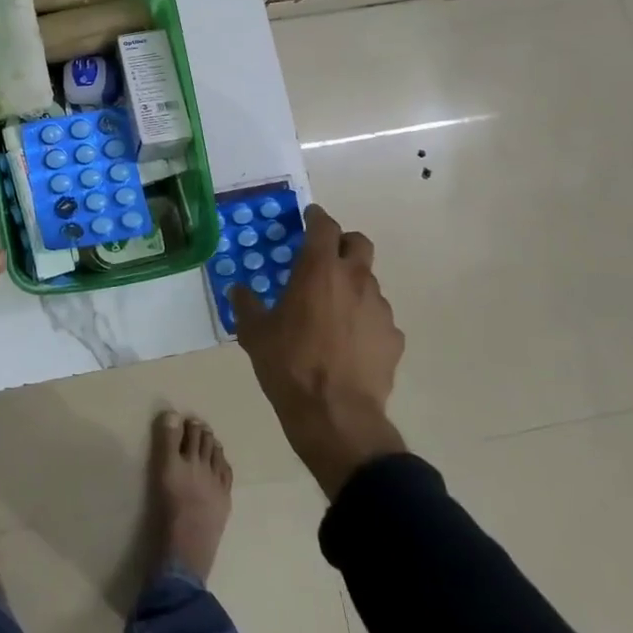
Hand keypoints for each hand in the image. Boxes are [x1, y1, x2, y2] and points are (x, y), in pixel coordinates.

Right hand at [232, 204, 406, 499]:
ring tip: (333, 310)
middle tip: (324, 257)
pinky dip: (364, 320)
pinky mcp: (393, 338)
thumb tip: (239, 291)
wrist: (336, 416)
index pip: (325, 226)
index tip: (308, 217)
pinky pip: (378, 318)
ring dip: (353, 285)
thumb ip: (246, 305)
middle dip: (343, 243)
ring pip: (369, 282)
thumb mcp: (254, 333)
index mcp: (319, 270)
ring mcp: (380, 309)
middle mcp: (355, 280)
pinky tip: (349, 342)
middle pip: (359, 243)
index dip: (316, 217)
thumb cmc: (290, 365)